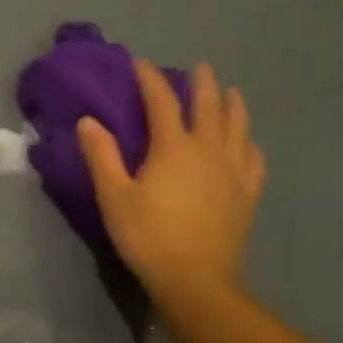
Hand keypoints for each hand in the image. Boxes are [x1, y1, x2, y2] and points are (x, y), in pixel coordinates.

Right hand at [76, 61, 265, 300]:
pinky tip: (248, 143)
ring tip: (231, 92)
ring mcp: (233, 172)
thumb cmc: (148, 236)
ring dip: (233, 105)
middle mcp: (208, 150)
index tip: (140, 63)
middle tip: (198, 67)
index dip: (150, 79)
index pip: (162, 101)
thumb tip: (89, 121)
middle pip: (209, 107)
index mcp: (173, 148)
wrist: (196, 280)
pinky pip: (254, 160)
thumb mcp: (114, 197)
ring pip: (238, 127)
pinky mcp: (247, 194)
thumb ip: (101, 156)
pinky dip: (249, 144)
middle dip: (202, 83)